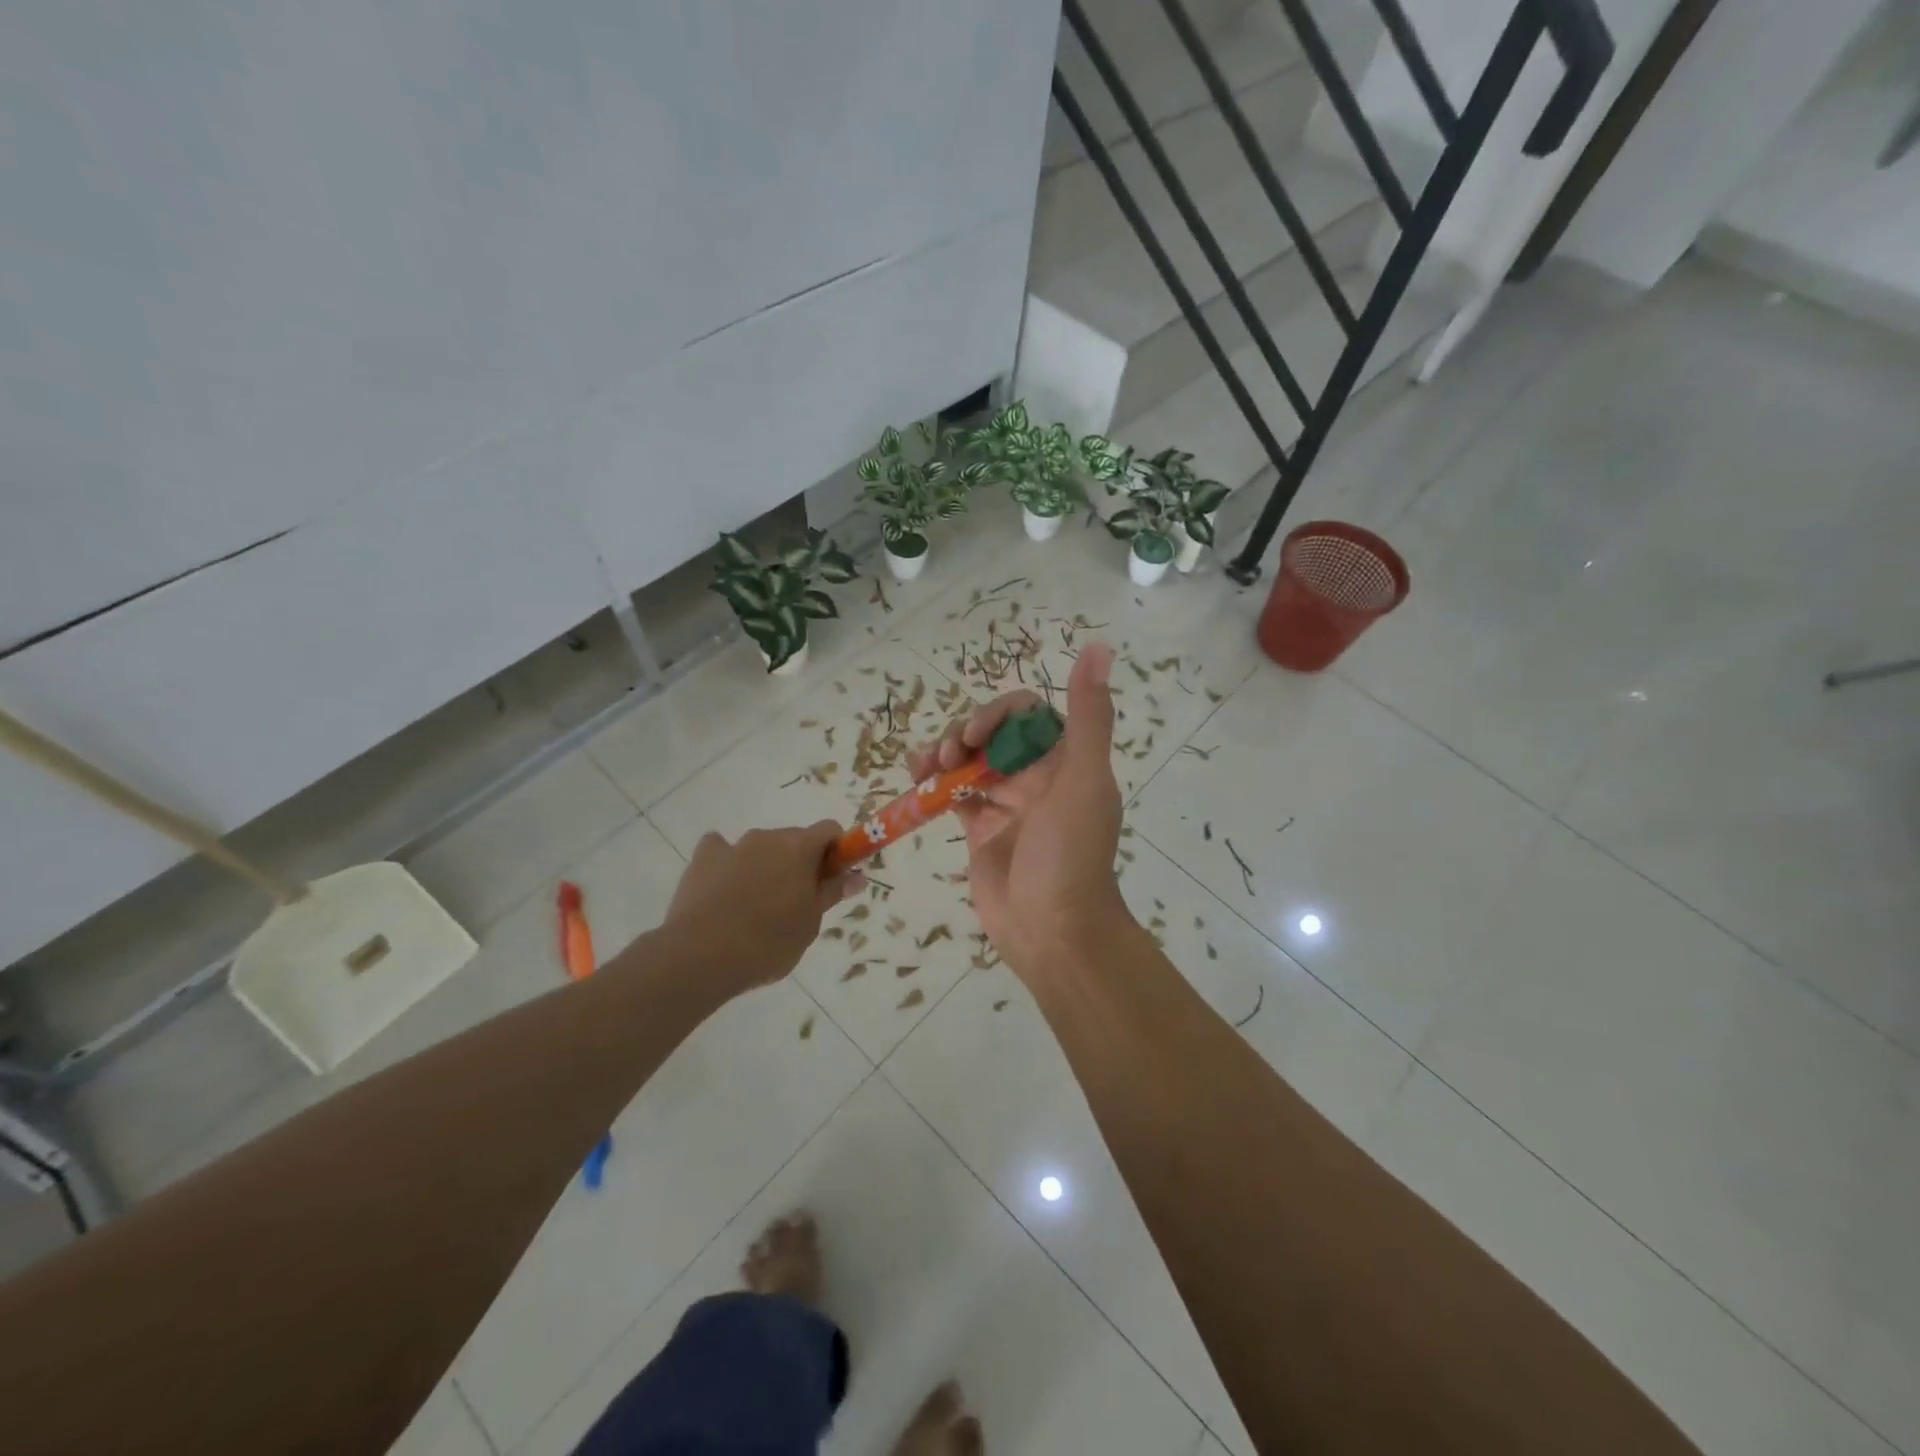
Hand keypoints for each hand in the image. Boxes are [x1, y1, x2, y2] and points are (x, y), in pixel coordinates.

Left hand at [664, 822, 861, 993]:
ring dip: (765, 865)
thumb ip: (831, 893)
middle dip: (800, 863)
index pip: (830, 830)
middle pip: (794, 839)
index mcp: (799, 847)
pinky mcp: (702, 858)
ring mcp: (732, 845)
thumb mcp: (810, 923)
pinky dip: (728, 864)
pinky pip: (721, 851)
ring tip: (755, 907)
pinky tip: (723, 891)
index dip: (837, 851)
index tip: (832, 879)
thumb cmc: (768, 942)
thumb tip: (856, 875)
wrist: (700, 956)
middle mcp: (767, 837)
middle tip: (796, 902)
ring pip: (759, 847)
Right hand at [909, 643, 1130, 979]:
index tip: (975, 737)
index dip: (997, 715)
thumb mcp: (1084, 779)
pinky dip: (934, 785)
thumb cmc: (1070, 854)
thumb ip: (1089, 715)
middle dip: (964, 735)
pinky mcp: (981, 831)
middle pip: (992, 734)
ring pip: (969, 762)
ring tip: (923, 768)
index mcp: (1065, 761)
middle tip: (947, 756)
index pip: (1027, 714)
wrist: (1053, 931)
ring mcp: (1007, 804)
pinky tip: (917, 783)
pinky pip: (954, 795)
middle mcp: (1037, 777)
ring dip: (944, 754)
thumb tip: (1099, 646)